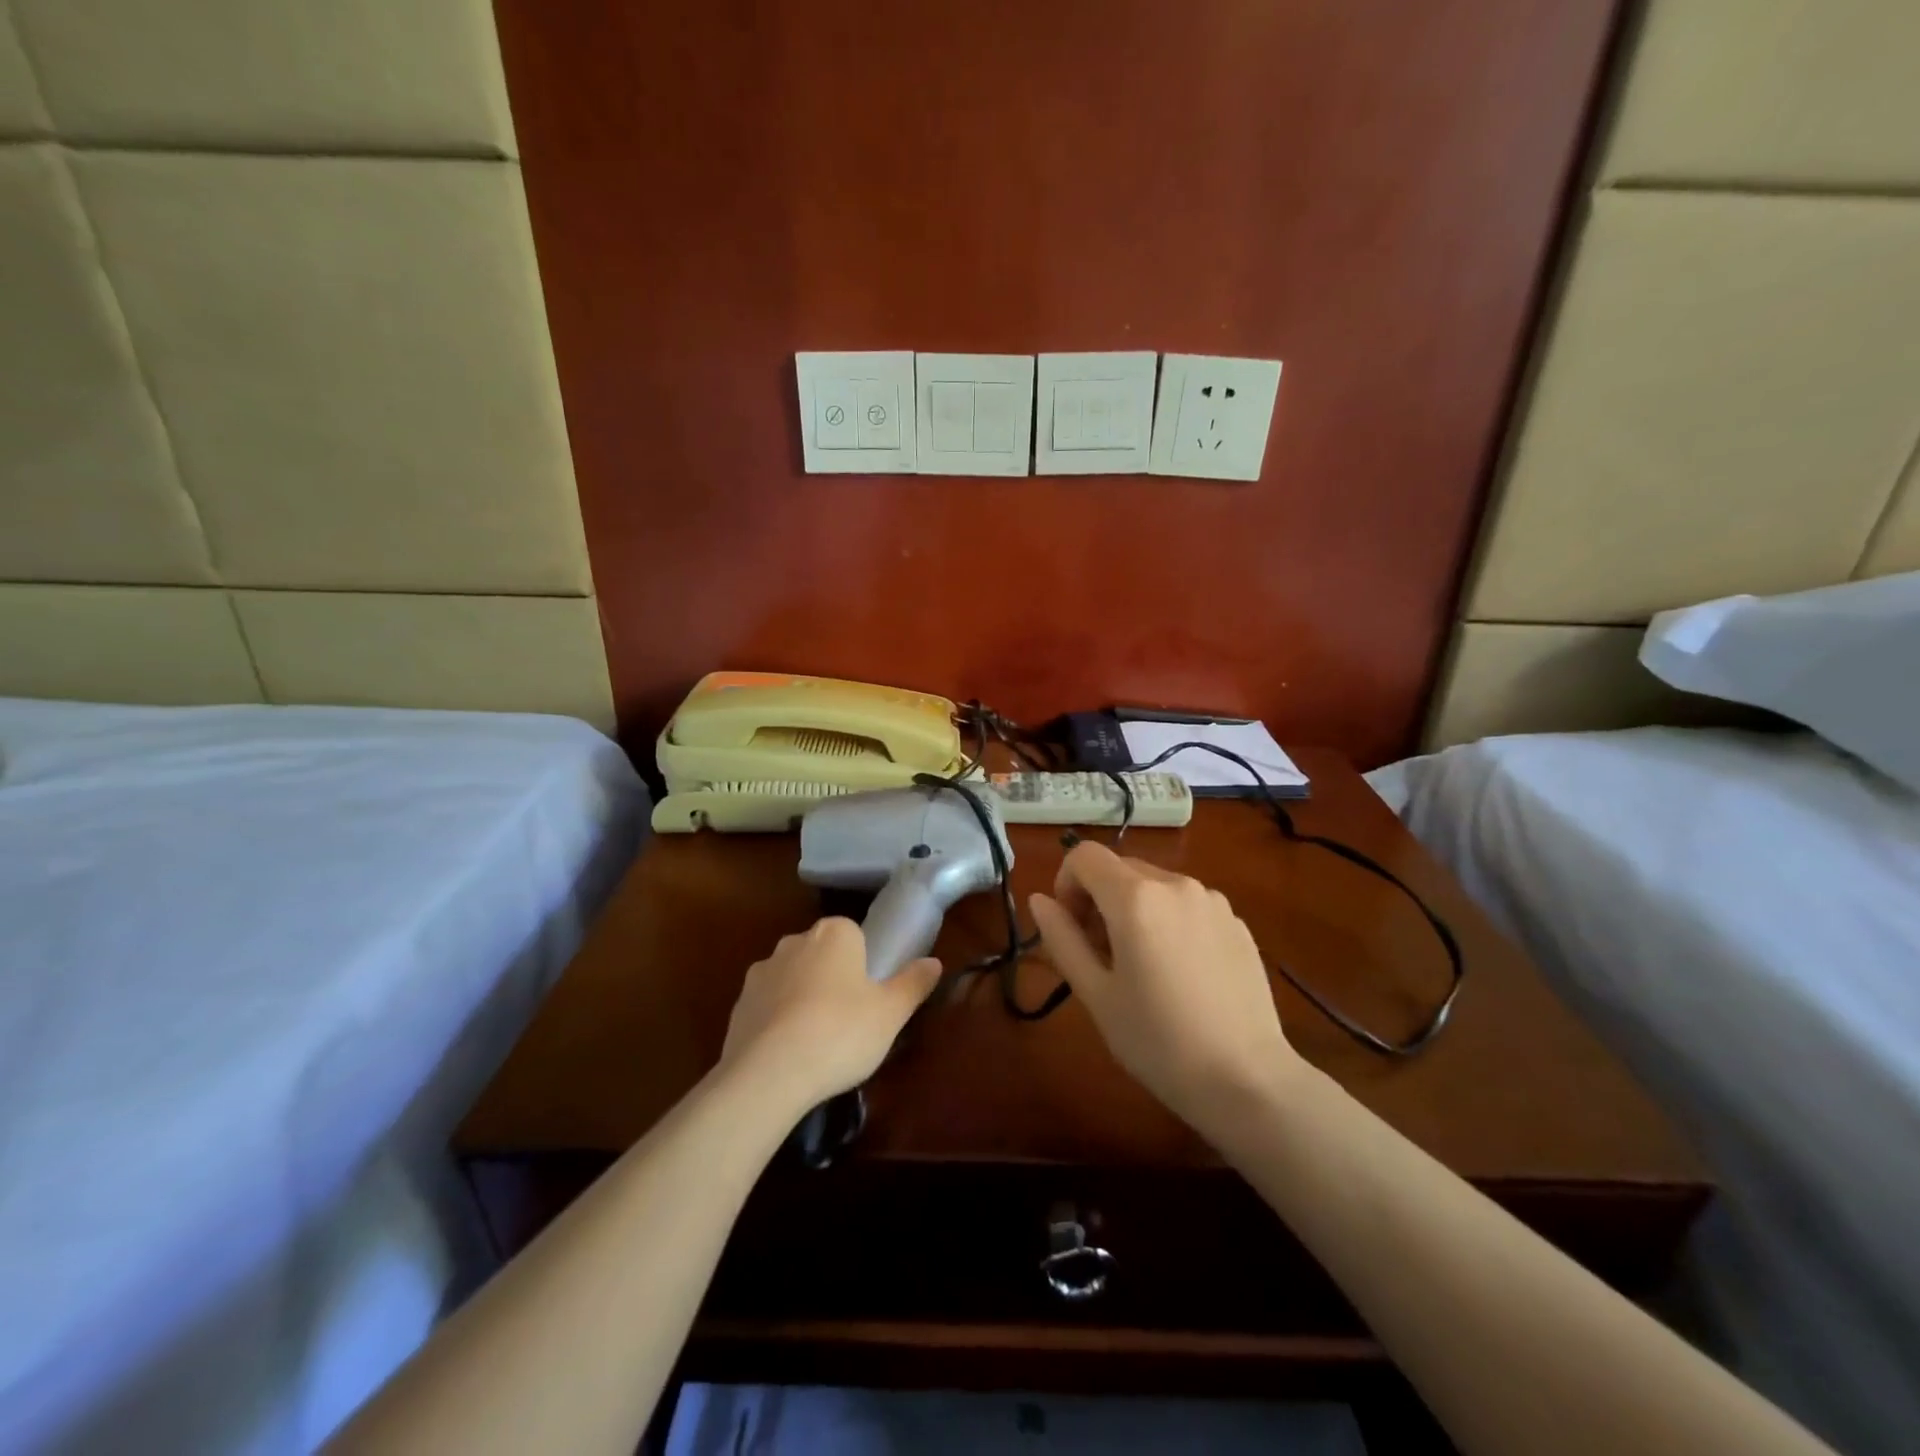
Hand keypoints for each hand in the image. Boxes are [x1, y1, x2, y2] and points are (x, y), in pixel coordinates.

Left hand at [719, 917, 940, 1111]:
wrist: (768, 1074)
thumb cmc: (841, 1032)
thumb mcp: (891, 1012)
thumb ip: (913, 983)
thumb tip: (934, 962)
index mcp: (834, 933)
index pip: (853, 933)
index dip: (863, 963)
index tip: (870, 996)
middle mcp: (794, 942)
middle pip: (821, 954)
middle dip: (832, 978)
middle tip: (849, 1020)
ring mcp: (761, 972)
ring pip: (792, 978)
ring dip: (802, 999)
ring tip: (817, 1042)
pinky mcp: (738, 1004)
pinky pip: (767, 1006)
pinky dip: (777, 1022)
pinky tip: (788, 1055)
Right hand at [1029, 842, 1306, 1137]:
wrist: (1248, 1081)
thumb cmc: (1158, 1041)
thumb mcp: (1096, 994)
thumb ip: (1062, 938)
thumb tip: (1039, 899)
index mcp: (1135, 898)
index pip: (1084, 856)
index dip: (1066, 883)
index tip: (1071, 927)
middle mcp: (1176, 884)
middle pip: (1120, 868)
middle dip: (1098, 898)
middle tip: (1099, 954)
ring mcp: (1213, 901)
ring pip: (1155, 885)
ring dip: (1134, 909)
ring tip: (1142, 966)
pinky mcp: (1237, 922)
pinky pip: (1188, 905)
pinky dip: (1169, 921)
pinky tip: (1181, 974)